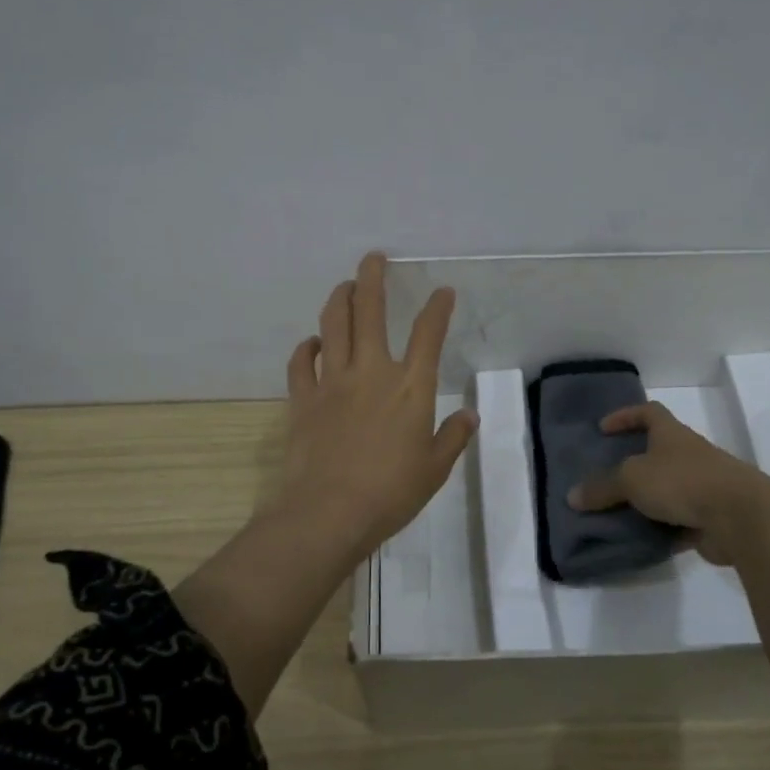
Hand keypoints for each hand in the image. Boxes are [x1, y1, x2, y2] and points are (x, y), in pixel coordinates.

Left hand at [276, 252, 478, 559]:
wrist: (329, 511)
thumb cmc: (391, 493)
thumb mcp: (435, 469)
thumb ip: (452, 437)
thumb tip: (468, 415)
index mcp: (411, 386)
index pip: (428, 334)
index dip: (437, 308)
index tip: (442, 292)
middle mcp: (372, 371)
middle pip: (369, 310)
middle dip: (372, 277)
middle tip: (373, 258)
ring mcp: (333, 381)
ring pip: (333, 324)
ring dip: (339, 298)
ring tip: (345, 286)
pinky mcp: (303, 398)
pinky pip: (301, 361)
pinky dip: (307, 347)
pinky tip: (313, 342)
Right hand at [566, 401, 769, 565]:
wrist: (740, 517)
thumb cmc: (682, 481)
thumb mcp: (631, 479)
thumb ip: (602, 487)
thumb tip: (573, 496)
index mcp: (671, 434)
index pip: (648, 412)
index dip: (625, 416)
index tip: (603, 428)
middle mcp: (689, 455)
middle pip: (658, 452)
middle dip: (632, 463)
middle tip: (604, 476)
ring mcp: (703, 486)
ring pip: (667, 489)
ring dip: (645, 500)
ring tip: (615, 513)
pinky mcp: (710, 518)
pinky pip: (678, 521)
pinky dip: (660, 529)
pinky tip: (639, 540)